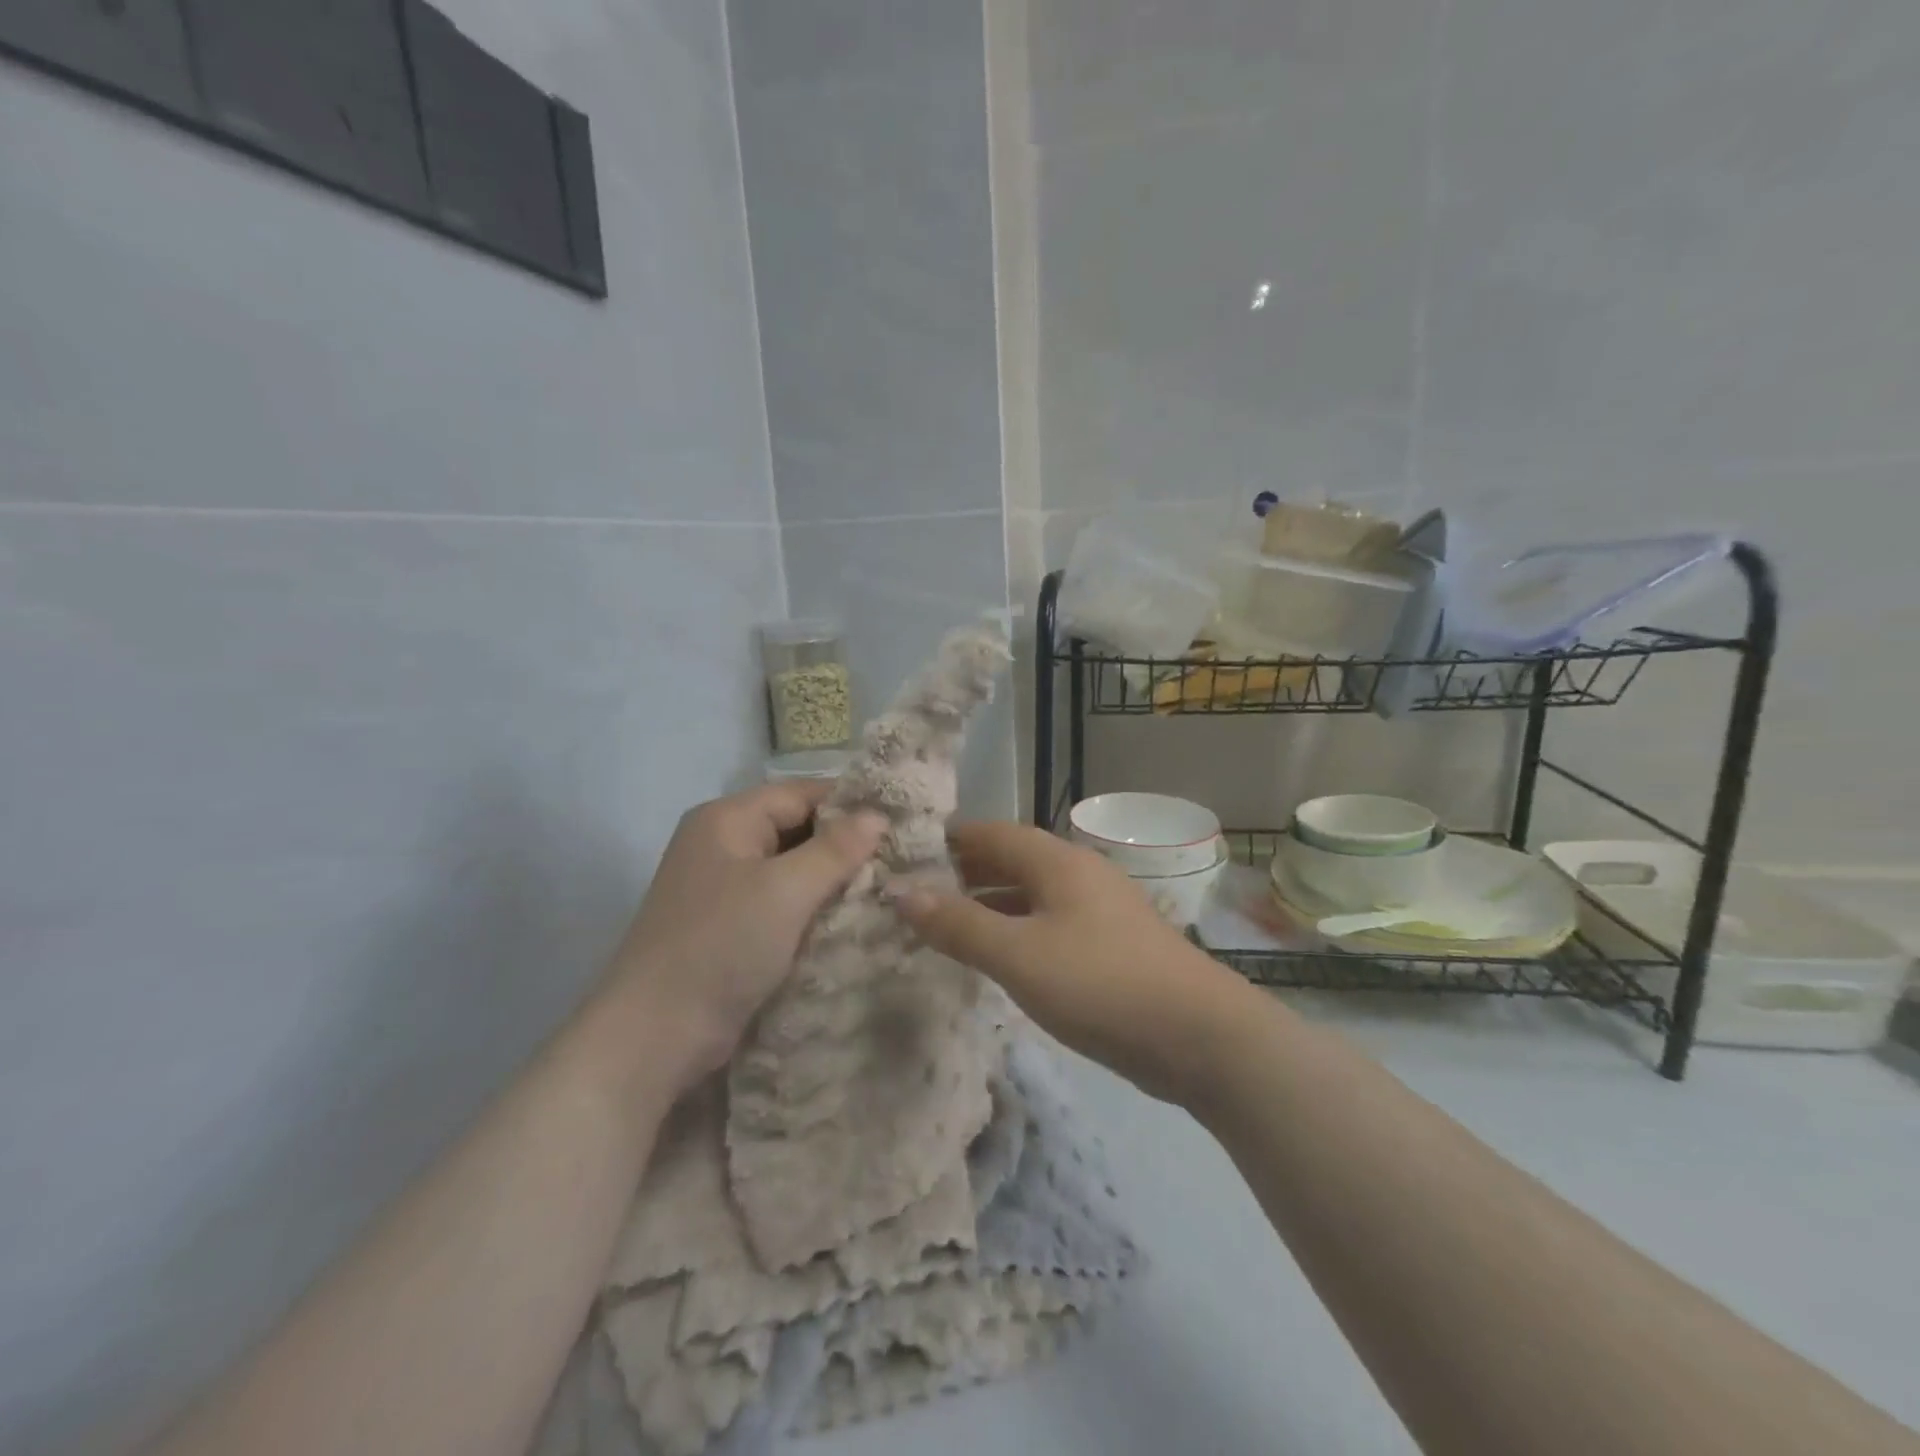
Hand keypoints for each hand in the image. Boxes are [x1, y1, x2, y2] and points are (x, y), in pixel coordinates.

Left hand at [606, 782, 885, 1088]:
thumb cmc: (721, 946)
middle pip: (796, 828)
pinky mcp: (730, 926)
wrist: (655, 1035)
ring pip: (792, 868)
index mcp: (727, 819)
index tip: (900, 823)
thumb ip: (835, 849)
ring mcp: (723, 887)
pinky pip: (781, 902)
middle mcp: (722, 844)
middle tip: (900, 859)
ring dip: (832, 879)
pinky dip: (813, 907)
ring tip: (886, 887)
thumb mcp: (785, 891)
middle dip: (844, 844)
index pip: (801, 793)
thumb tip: (878, 816)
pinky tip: (851, 918)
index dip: (850, 804)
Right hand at [892, 822, 1250, 1103]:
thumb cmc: (1101, 984)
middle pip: (1010, 860)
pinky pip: (1048, 924)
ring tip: (944, 925)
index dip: (947, 840)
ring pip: (1030, 895)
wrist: (1200, 1036)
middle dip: (963, 873)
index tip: (904, 854)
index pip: (990, 832)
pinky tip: (997, 956)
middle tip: (915, 894)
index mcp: (1057, 861)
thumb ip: (959, 924)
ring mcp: (1098, 909)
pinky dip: (1016, 931)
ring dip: (988, 905)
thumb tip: (901, 891)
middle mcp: (1077, 874)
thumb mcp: (1019, 955)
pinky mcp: (1109, 944)